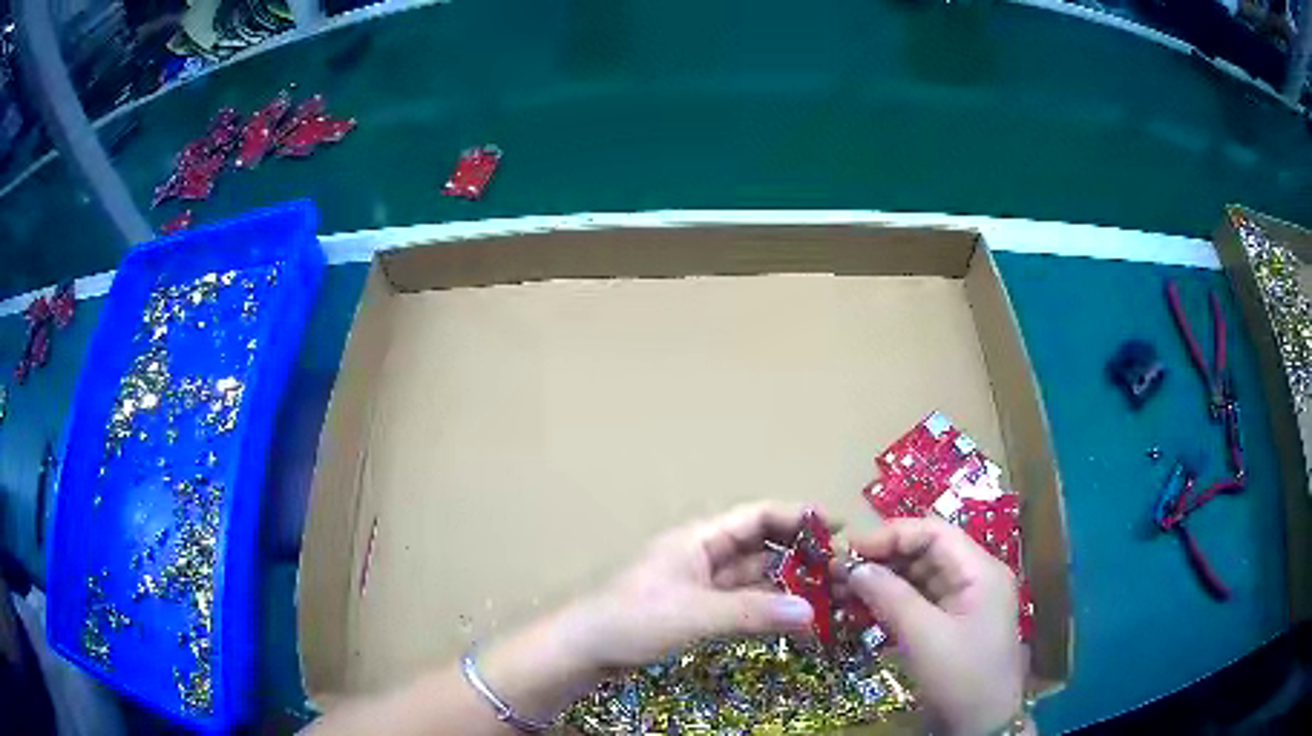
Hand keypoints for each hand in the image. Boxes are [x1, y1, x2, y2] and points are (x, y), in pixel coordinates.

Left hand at [566, 502, 817, 670]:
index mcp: (699, 539)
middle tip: (840, 570)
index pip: (757, 516)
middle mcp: (703, 556)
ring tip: (827, 595)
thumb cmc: (634, 618)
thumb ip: (753, 613)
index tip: (835, 526)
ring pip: (752, 578)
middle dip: (798, 555)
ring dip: (786, 585)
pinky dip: (766, 609)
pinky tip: (792, 618)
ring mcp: (700, 585)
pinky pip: (741, 604)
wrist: (584, 649)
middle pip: (759, 547)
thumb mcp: (696, 613)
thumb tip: (811, 612)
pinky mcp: (697, 612)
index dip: (796, 517)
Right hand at [835, 518, 1025, 735]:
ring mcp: (963, 603)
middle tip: (837, 573)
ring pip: (918, 579)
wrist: (982, 725)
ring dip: (881, 583)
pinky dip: (889, 605)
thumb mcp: (924, 636)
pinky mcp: (950, 626)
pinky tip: (860, 611)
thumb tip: (853, 568)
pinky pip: (918, 604)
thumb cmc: (961, 676)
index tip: (849, 549)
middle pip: (925, 553)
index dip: (891, 535)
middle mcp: (973, 578)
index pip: (933, 533)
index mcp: (979, 570)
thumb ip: (890, 597)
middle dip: (882, 560)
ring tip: (840, 592)